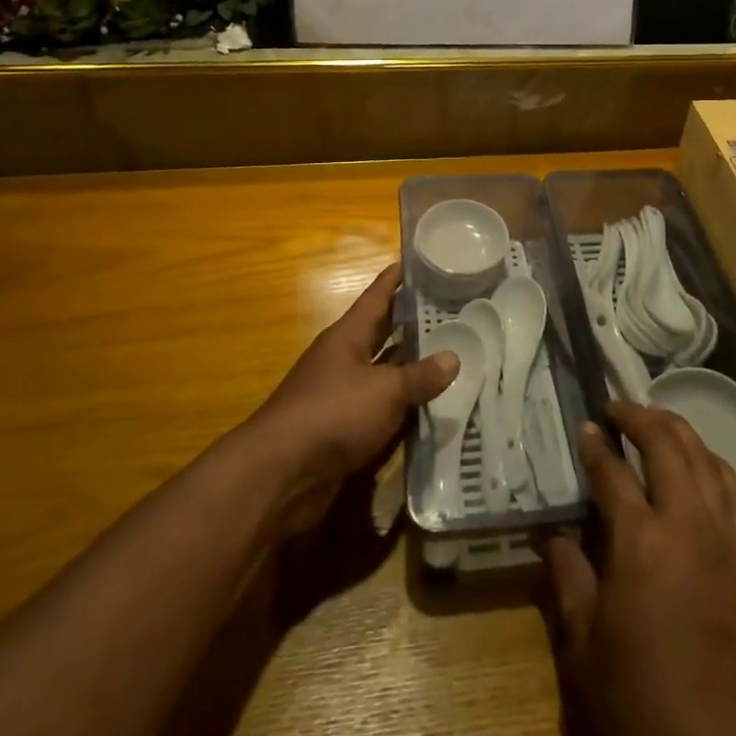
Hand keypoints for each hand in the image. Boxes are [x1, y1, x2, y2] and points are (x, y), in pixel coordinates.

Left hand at [241, 263, 457, 536]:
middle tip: (453, 309)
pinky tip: (432, 405)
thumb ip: (420, 376)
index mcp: (348, 335)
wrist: (280, 475)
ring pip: (384, 371)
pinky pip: (381, 408)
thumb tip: (454, 358)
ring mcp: (342, 395)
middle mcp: (344, 359)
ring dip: (412, 366)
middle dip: (413, 321)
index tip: (423, 260)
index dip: (398, 277)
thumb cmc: (333, 414)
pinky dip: (404, 405)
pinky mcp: (344, 429)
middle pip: (383, 332)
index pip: (377, 295)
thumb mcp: (385, 391)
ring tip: (452, 352)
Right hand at [543, 403, 735, 735]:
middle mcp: (688, 524)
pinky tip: (701, 468)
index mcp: (641, 541)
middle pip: (668, 444)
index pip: (613, 472)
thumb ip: (567, 577)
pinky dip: (714, 464)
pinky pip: (735, 490)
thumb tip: (551, 533)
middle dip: (639, 417)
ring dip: (679, 431)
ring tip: (656, 425)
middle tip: (616, 409)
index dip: (595, 446)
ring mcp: (727, 538)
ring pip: (706, 457)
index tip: (585, 427)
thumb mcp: (582, 646)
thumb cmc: (637, 703)